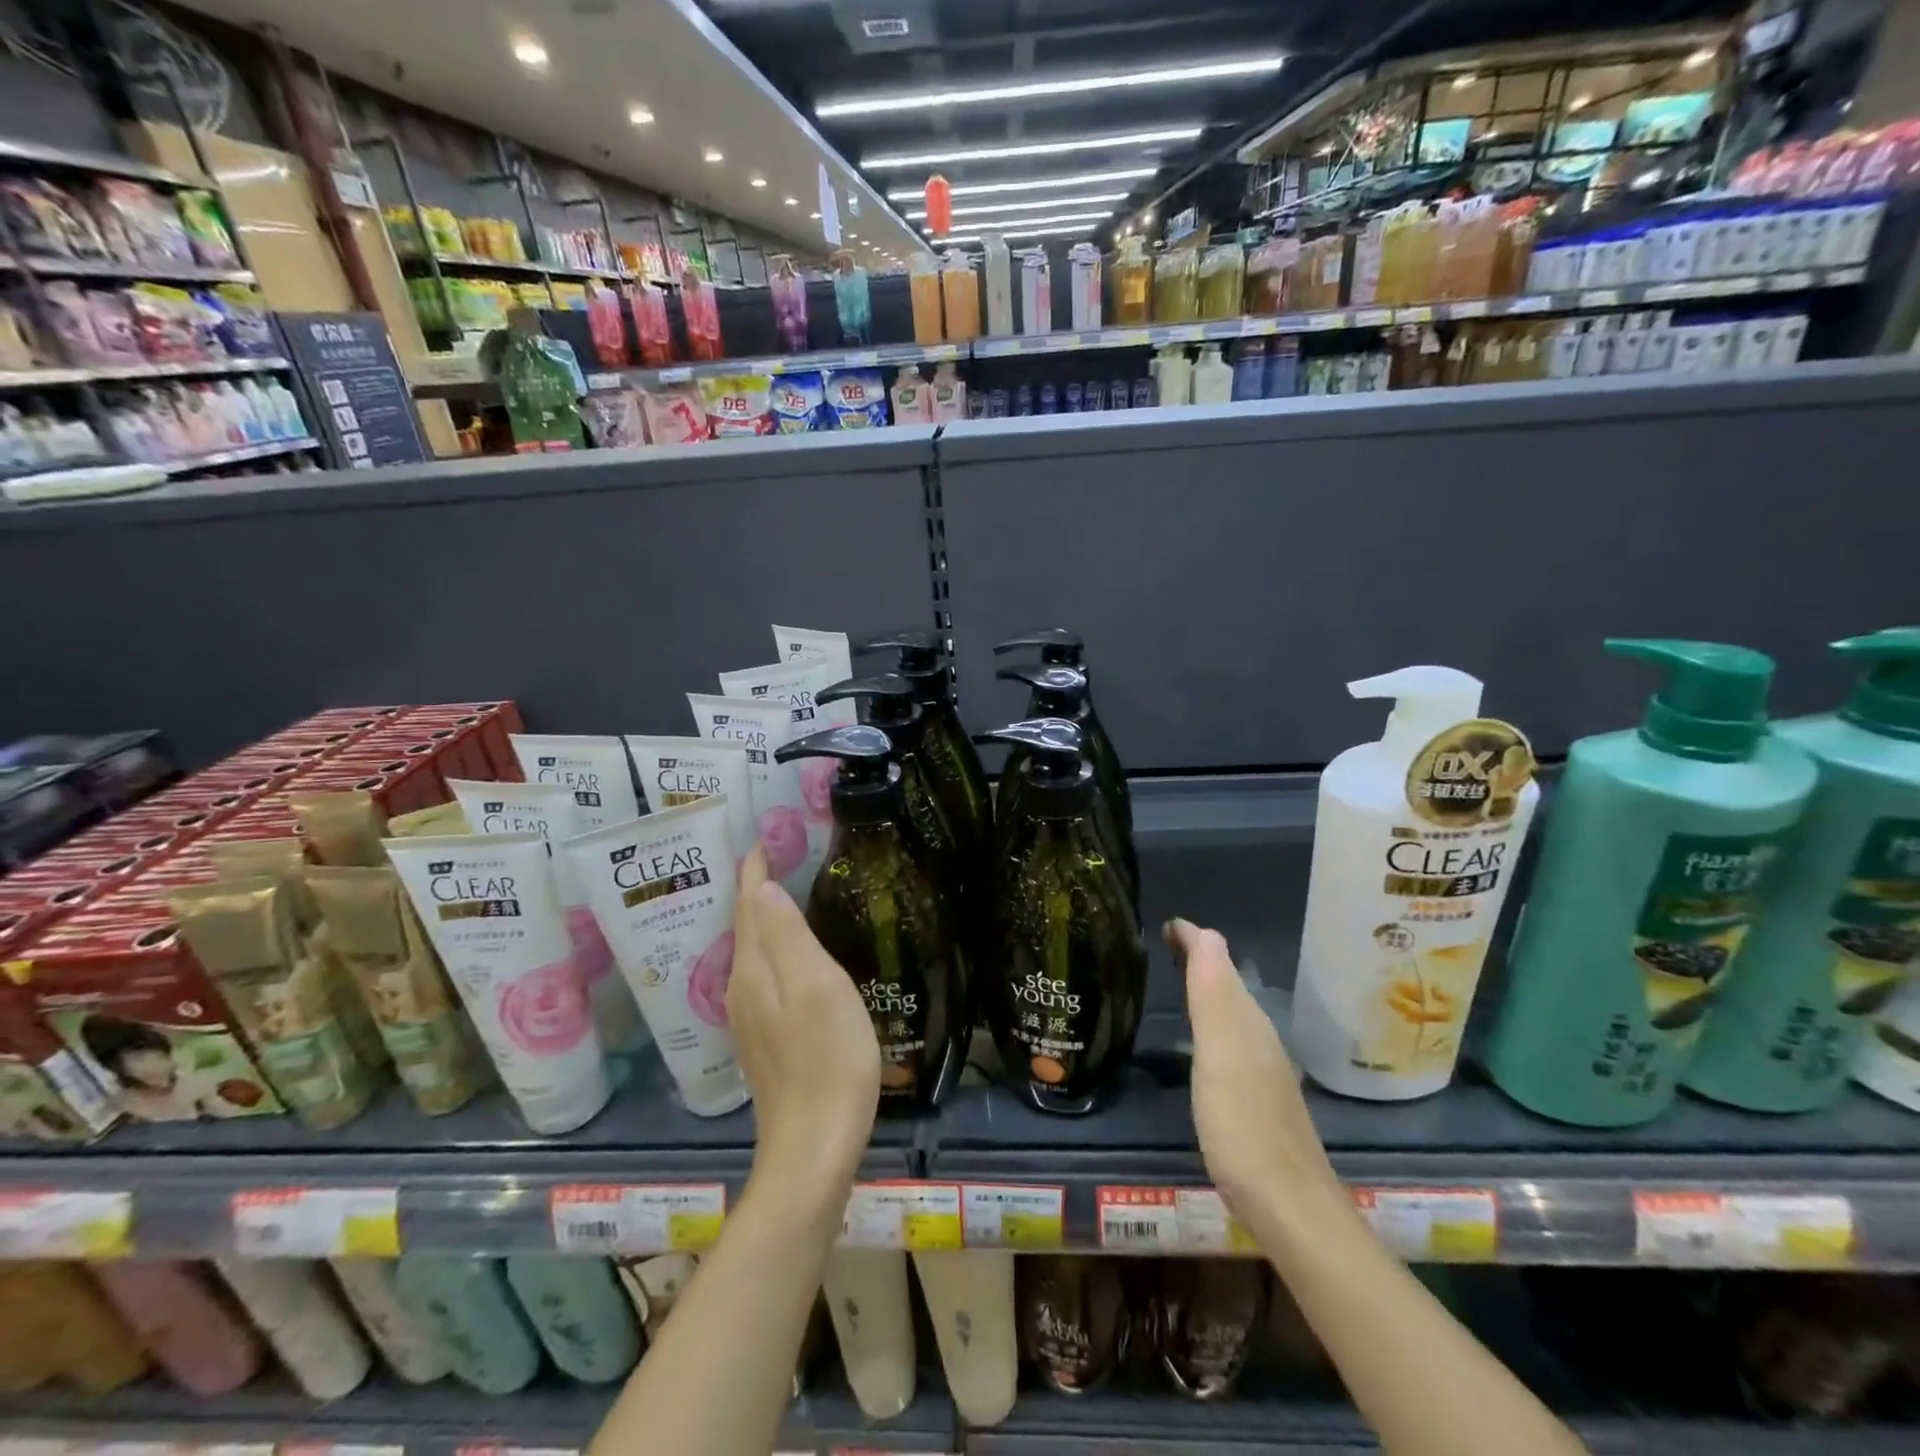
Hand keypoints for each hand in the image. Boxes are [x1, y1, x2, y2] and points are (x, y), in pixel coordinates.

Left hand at [728, 849, 879, 1199]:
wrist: (814, 1147)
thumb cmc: (827, 1059)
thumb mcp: (816, 987)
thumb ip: (787, 936)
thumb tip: (761, 887)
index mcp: (753, 971)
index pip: (747, 905)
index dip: (753, 871)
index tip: (763, 839)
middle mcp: (742, 989)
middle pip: (743, 927)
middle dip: (753, 890)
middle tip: (774, 855)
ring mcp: (751, 1019)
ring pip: (751, 953)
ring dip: (761, 919)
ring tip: (780, 892)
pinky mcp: (765, 1040)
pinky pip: (762, 976)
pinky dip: (772, 949)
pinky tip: (790, 953)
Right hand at [1167, 918, 1340, 1218]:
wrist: (1290, 1206)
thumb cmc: (1243, 1124)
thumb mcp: (1221, 1052)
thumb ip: (1214, 993)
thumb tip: (1208, 932)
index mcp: (1247, 1020)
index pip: (1219, 961)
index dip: (1193, 940)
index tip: (1164, 924)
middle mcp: (1258, 1037)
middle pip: (1226, 983)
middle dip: (1198, 958)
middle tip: (1163, 944)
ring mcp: (1262, 1070)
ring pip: (1230, 1011)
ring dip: (1205, 988)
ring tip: (1176, 978)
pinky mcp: (1257, 1099)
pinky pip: (1230, 1040)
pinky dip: (1211, 1022)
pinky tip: (1199, 1040)